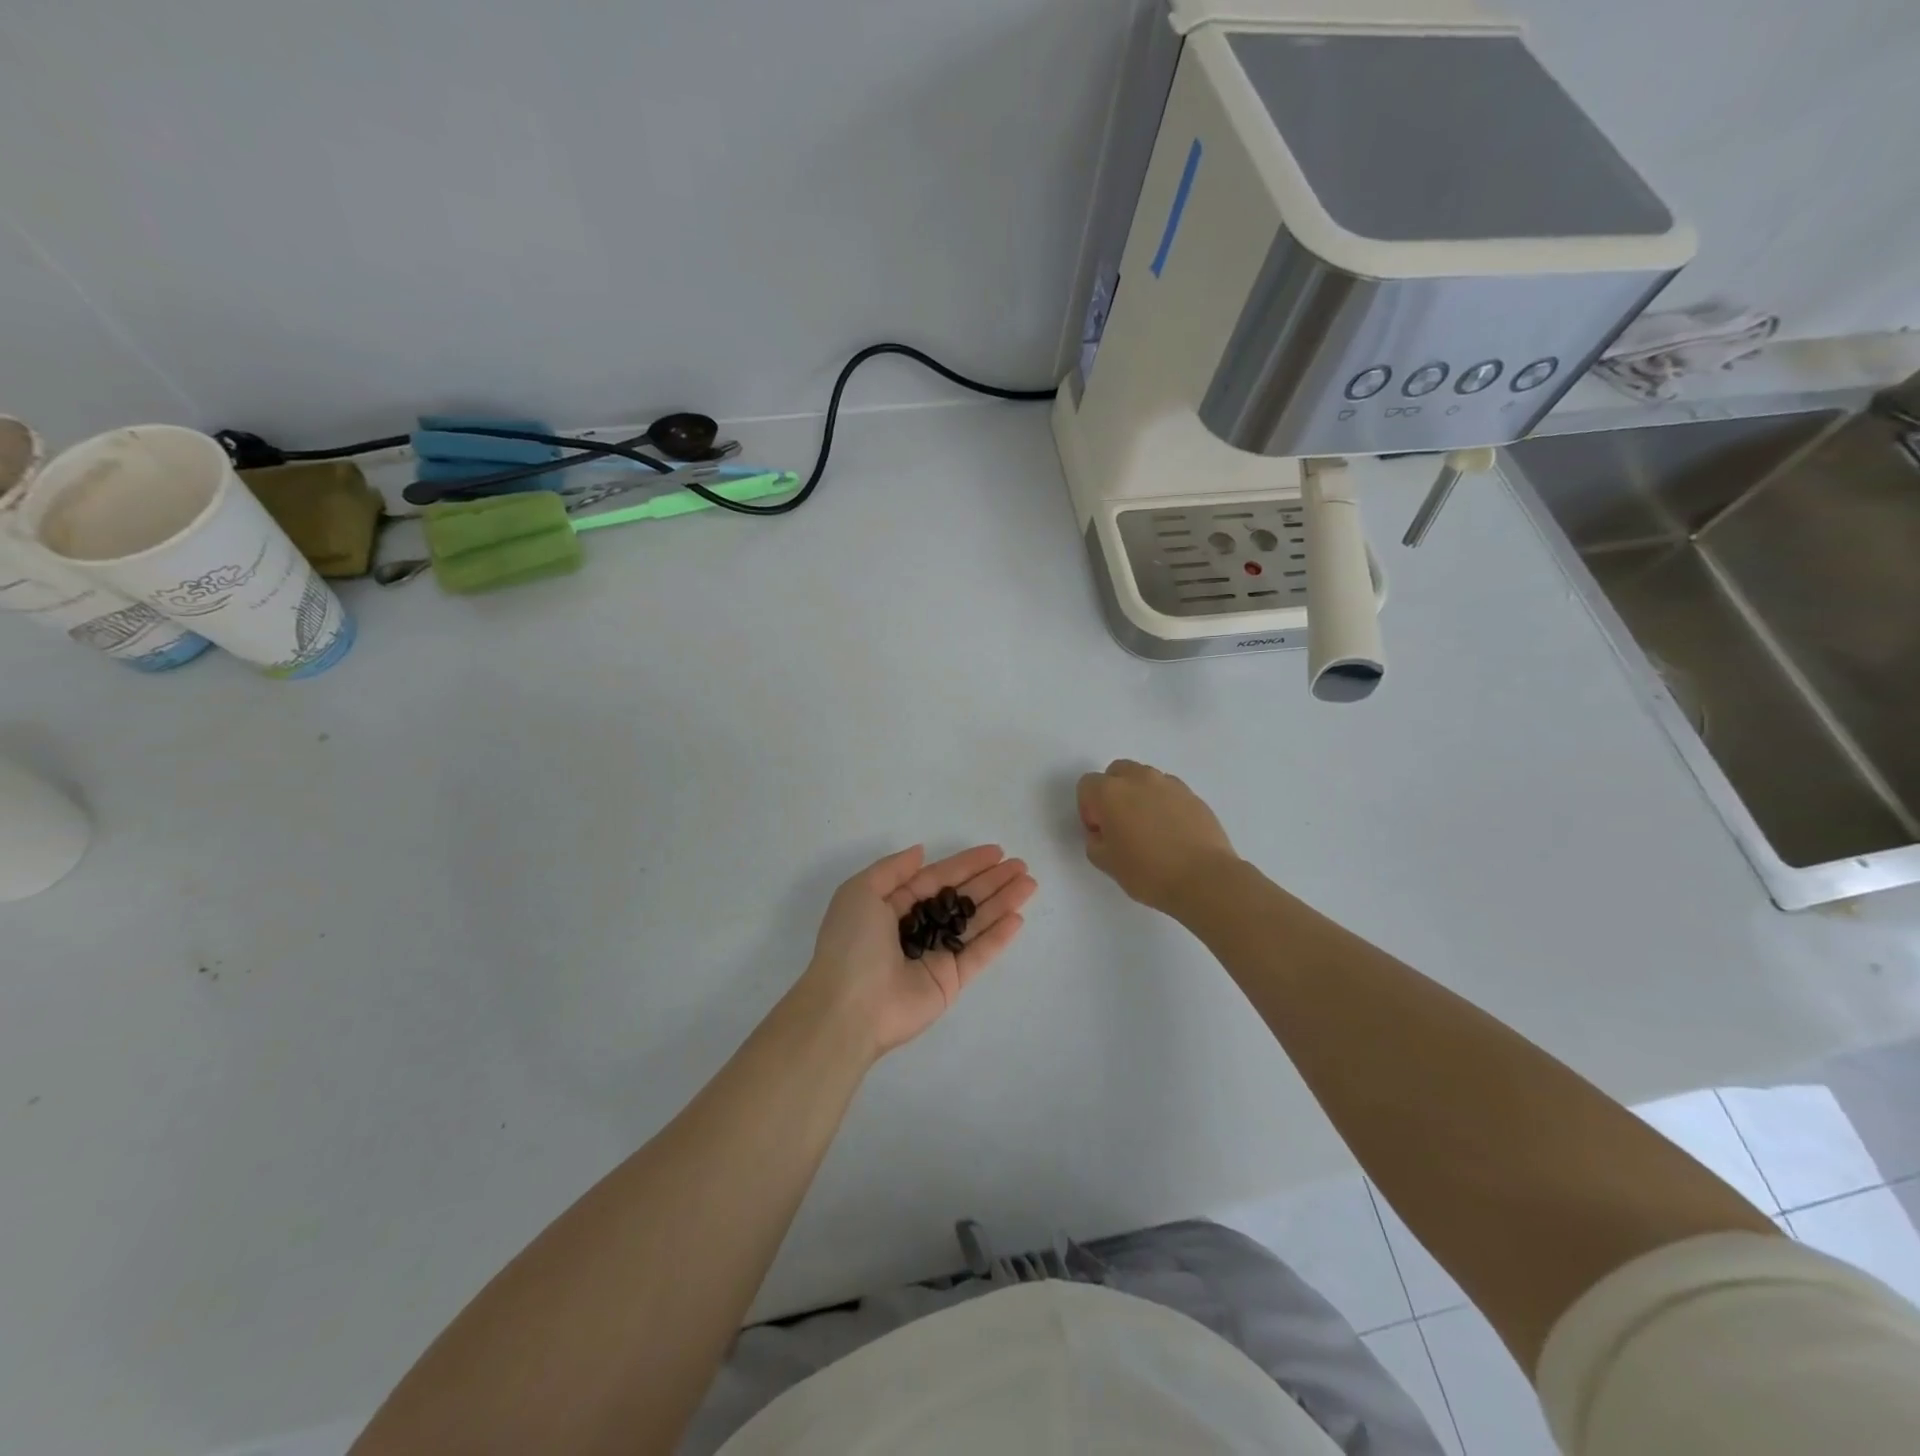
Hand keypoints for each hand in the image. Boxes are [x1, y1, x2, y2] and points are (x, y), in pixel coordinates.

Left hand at [801, 844, 1036, 1060]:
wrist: (847, 1007)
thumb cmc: (851, 943)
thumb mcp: (860, 892)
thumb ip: (892, 869)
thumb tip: (920, 851)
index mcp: (893, 906)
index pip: (937, 879)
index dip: (966, 864)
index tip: (996, 852)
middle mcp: (917, 928)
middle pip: (961, 898)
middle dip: (991, 881)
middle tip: (1021, 865)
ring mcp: (935, 956)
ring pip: (975, 923)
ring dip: (1002, 902)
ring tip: (1029, 883)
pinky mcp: (950, 982)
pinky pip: (978, 954)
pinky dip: (998, 937)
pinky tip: (1017, 918)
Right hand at [1077, 759, 1239, 915]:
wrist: (1204, 879)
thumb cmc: (1148, 872)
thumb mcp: (1106, 863)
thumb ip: (1095, 841)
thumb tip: (1103, 832)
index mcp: (1110, 792)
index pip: (1087, 786)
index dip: (1088, 810)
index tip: (1100, 833)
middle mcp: (1138, 779)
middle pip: (1116, 772)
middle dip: (1113, 793)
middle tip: (1120, 825)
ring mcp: (1169, 784)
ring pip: (1144, 779)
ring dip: (1139, 795)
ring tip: (1149, 829)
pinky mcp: (1193, 795)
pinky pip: (1169, 792)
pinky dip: (1163, 804)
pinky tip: (1171, 832)